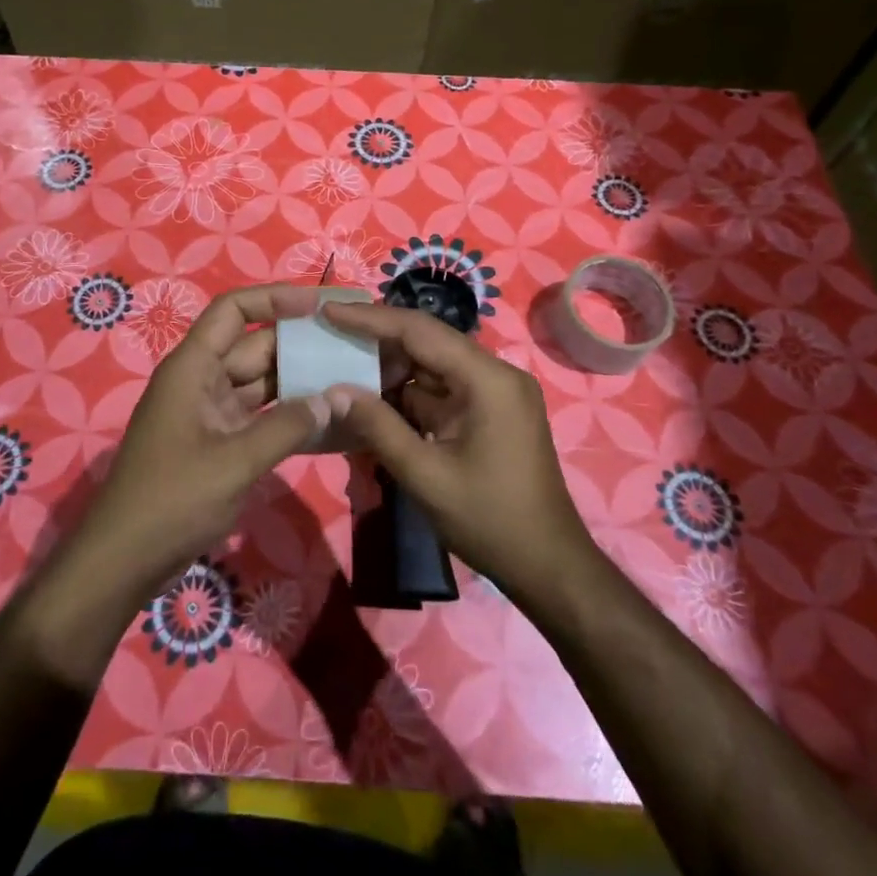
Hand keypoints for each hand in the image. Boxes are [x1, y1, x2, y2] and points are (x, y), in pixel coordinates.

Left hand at [70, 284, 331, 594]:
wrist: (124, 561)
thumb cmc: (172, 499)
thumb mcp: (234, 461)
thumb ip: (287, 427)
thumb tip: (334, 399)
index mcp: (193, 368)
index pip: (233, 310)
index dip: (274, 298)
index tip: (319, 305)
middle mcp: (202, 381)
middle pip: (255, 347)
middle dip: (300, 344)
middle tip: (350, 345)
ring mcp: (210, 413)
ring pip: (262, 384)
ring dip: (300, 383)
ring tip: (350, 378)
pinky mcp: (219, 443)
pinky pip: (260, 418)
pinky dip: (288, 417)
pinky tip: (327, 422)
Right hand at [320, 301, 602, 605]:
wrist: (548, 565)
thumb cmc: (490, 521)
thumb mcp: (425, 476)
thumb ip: (378, 427)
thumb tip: (334, 391)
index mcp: (488, 379)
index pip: (420, 330)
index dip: (371, 318)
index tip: (329, 310)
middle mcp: (496, 374)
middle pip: (428, 341)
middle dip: (378, 340)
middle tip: (330, 337)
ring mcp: (496, 392)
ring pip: (433, 364)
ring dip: (391, 368)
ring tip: (343, 369)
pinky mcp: (491, 411)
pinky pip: (442, 388)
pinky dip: (409, 392)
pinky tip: (375, 400)